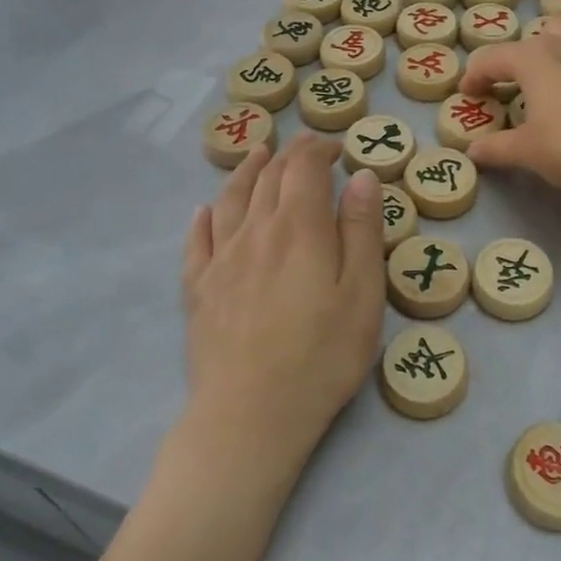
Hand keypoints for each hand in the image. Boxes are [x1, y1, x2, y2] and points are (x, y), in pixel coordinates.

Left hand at [180, 135, 386, 476]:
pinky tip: (203, 211)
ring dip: (245, 171)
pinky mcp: (198, 289)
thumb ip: (363, 230)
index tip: (336, 146)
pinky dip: (203, 218)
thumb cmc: (322, 355)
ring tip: (255, 155)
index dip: (319, 148)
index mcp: (300, 227)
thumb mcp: (364, 293)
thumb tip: (362, 176)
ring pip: (231, 199)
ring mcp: (221, 259)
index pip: (304, 167)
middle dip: (289, 154)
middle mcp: (256, 230)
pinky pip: (197, 241)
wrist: (250, 414)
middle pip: (269, 177)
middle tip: (304, 147)